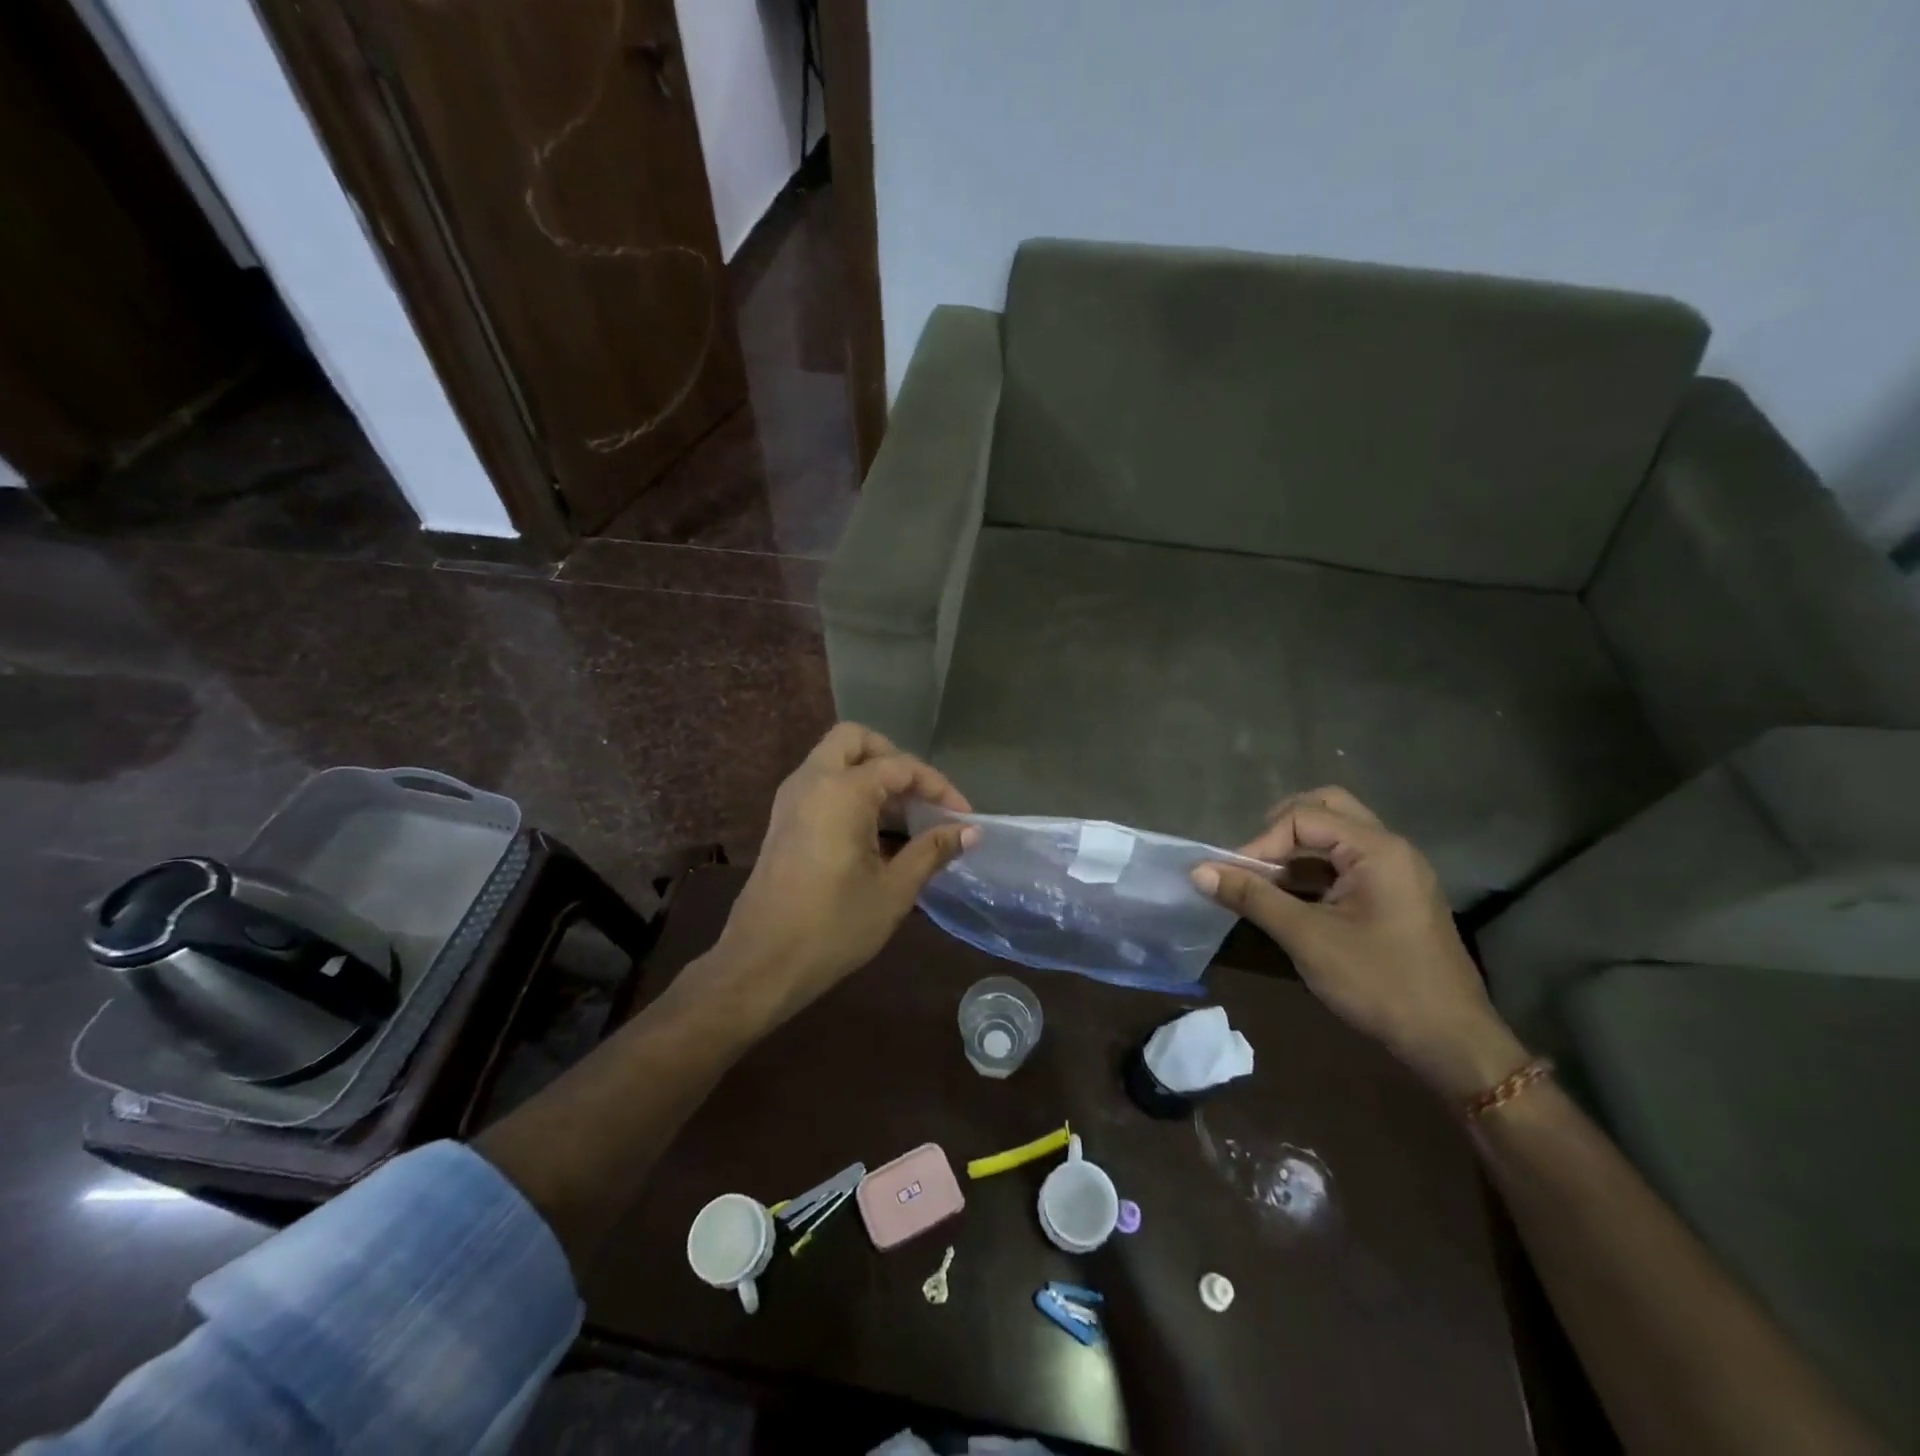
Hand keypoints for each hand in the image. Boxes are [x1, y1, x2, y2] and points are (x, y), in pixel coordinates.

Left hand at [701, 723, 977, 1025]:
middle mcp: (811, 781)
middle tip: (920, 795)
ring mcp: (791, 799)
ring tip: (905, 815)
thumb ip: (932, 850)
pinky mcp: (783, 820)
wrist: (761, 963)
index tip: (963, 816)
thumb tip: (970, 831)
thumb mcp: (893, 890)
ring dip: (871, 774)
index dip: (938, 787)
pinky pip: (821, 783)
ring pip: (835, 759)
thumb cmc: (833, 927)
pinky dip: (850, 790)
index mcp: (841, 791)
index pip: (900, 767)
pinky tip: (875, 831)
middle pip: (855, 740)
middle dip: (894, 758)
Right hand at [1193, 788, 1527, 1099]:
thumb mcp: (1307, 938)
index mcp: (1377, 849)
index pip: (1303, 817)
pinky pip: (1347, 862)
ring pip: (1336, 835)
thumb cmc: (1379, 983)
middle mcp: (1390, 848)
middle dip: (1281, 829)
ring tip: (1265, 884)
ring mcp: (1397, 871)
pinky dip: (1314, 871)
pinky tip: (1291, 900)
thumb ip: (1252, 897)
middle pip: (1326, 809)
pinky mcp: (1395, 894)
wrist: (1451, 1041)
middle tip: (1253, 862)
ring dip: (1296, 851)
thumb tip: (1199, 871)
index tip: (1232, 877)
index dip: (1260, 842)